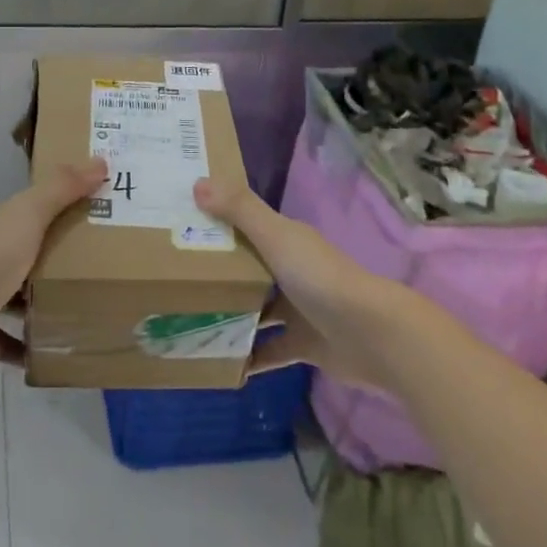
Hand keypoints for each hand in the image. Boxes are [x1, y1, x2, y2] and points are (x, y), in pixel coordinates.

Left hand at [0, 158, 106, 370]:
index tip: (101, 214)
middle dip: (60, 261)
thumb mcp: (29, 215)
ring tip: (84, 313)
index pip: (37, 211)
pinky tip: (52, 355)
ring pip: (17, 299)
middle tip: (104, 270)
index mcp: (4, 226)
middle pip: (30, 255)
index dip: (65, 208)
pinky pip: (5, 341)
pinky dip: (24, 348)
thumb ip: (61, 188)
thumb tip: (101, 160)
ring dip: (43, 306)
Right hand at [193, 178, 392, 390]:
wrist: (373, 335)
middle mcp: (292, 271)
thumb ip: (239, 210)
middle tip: (173, 280)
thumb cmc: (320, 278)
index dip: (216, 225)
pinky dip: (249, 357)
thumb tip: (197, 183)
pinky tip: (220, 363)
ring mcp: (299, 310)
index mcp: (286, 241)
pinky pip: (269, 350)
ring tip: (188, 322)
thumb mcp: (276, 237)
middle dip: (217, 274)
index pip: (245, 227)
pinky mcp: (304, 345)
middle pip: (248, 270)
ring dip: (230, 316)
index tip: (179, 228)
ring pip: (257, 310)